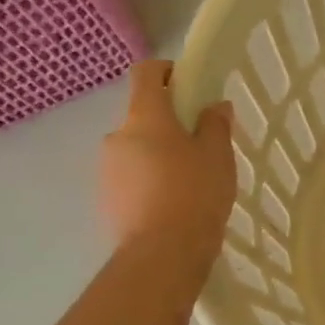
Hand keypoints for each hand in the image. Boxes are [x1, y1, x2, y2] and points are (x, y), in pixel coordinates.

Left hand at [100, 61, 235, 264]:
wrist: (162, 254)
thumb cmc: (195, 192)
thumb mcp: (218, 154)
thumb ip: (215, 123)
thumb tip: (214, 106)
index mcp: (145, 116)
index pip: (146, 73)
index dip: (167, 70)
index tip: (190, 84)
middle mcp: (118, 136)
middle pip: (143, 114)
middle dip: (169, 121)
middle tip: (201, 141)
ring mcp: (107, 169)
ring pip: (136, 147)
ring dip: (159, 152)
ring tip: (189, 177)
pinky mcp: (107, 198)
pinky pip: (131, 175)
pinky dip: (149, 178)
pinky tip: (174, 200)